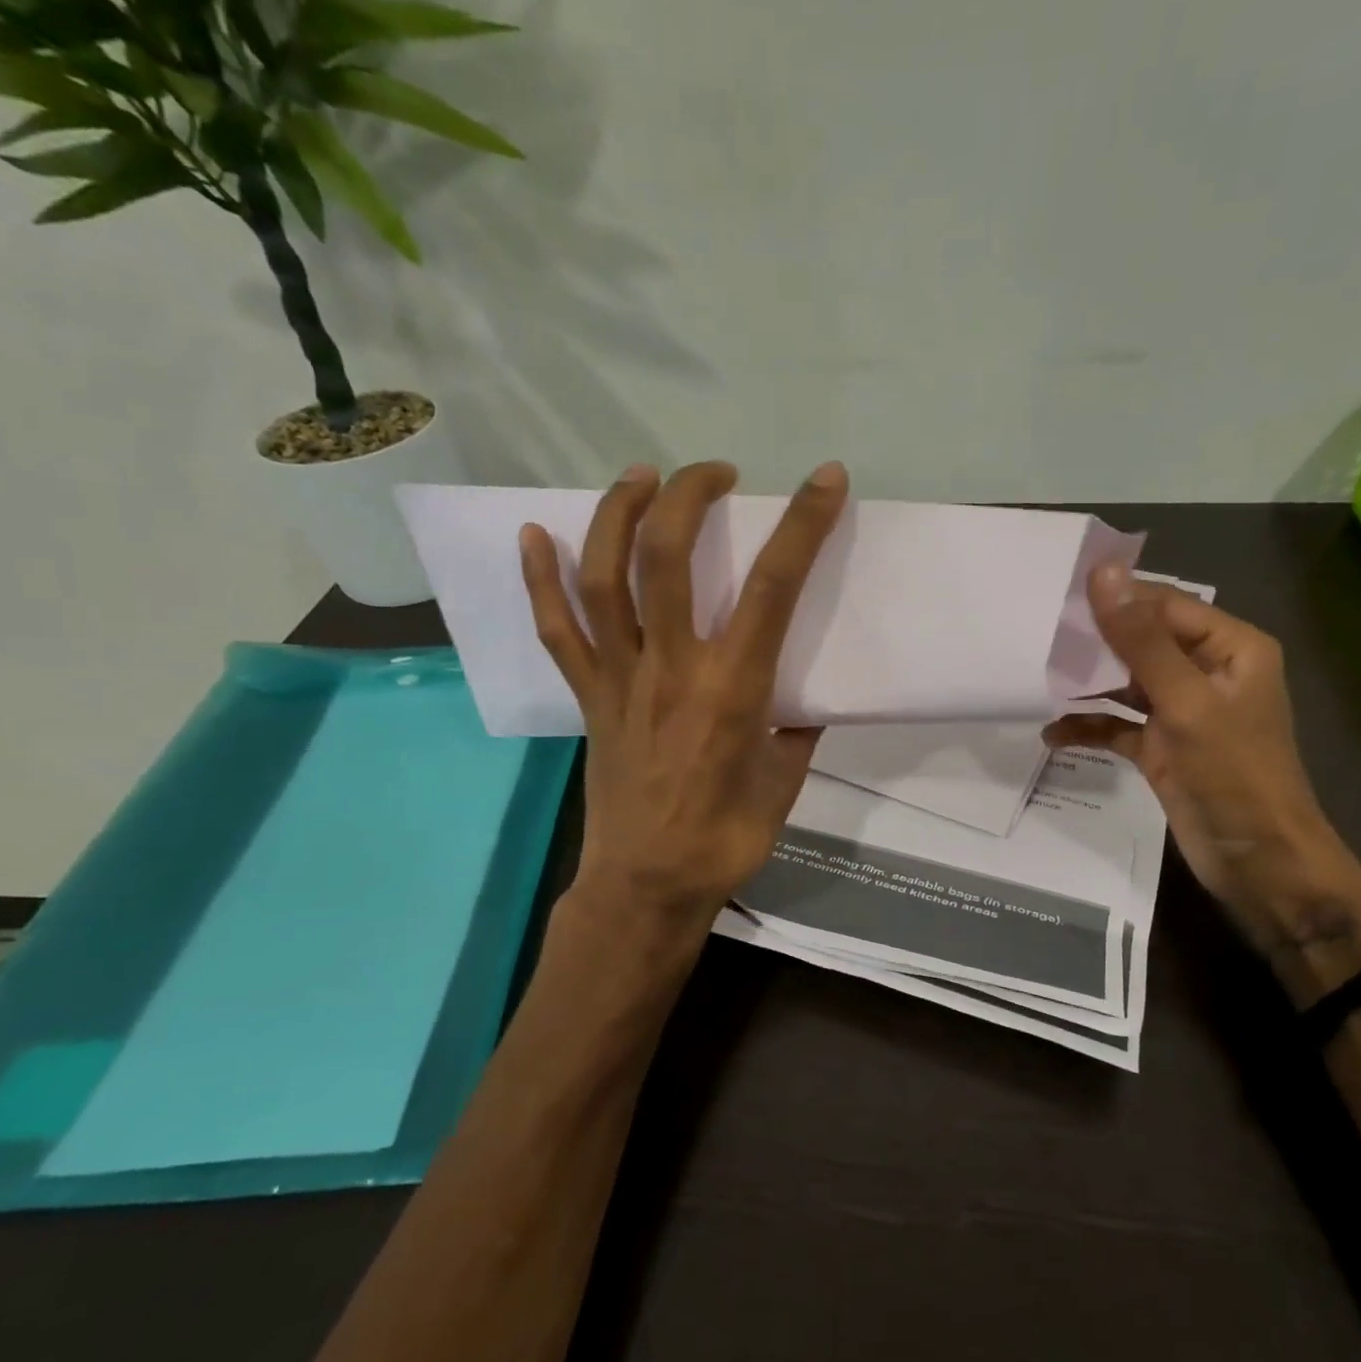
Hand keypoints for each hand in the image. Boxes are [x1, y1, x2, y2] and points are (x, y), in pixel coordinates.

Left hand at [520, 460, 848, 945]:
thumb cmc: (727, 839)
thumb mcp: (787, 781)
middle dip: (690, 496)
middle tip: (716, 474)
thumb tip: (803, 695)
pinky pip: (558, 631)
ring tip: (641, 477)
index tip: (825, 481)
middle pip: (669, 558)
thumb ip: (796, 727)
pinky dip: (540, 581)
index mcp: (734, 689)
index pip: (773, 587)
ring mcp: (620, 679)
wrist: (648, 886)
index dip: (802, 526)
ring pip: (605, 579)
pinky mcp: (589, 697)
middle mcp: (672, 668)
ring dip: (618, 515)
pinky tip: (535, 535)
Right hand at [1044, 564, 1360, 995]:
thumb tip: (1103, 574)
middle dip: (1094, 642)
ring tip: (1038, 680)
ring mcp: (1182, 712)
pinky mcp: (1161, 747)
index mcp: (1230, 648)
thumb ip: (1141, 639)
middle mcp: (1206, 672)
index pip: (1165, 605)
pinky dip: (1089, 727)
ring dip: (1086, 686)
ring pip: (1125, 683)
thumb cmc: (1234, 774)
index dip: (1115, 598)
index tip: (1057, 596)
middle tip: (1038, 636)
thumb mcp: (1186, 701)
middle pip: (1142, 641)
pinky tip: (1052, 734)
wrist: (1259, 863)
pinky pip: (1117, 725)